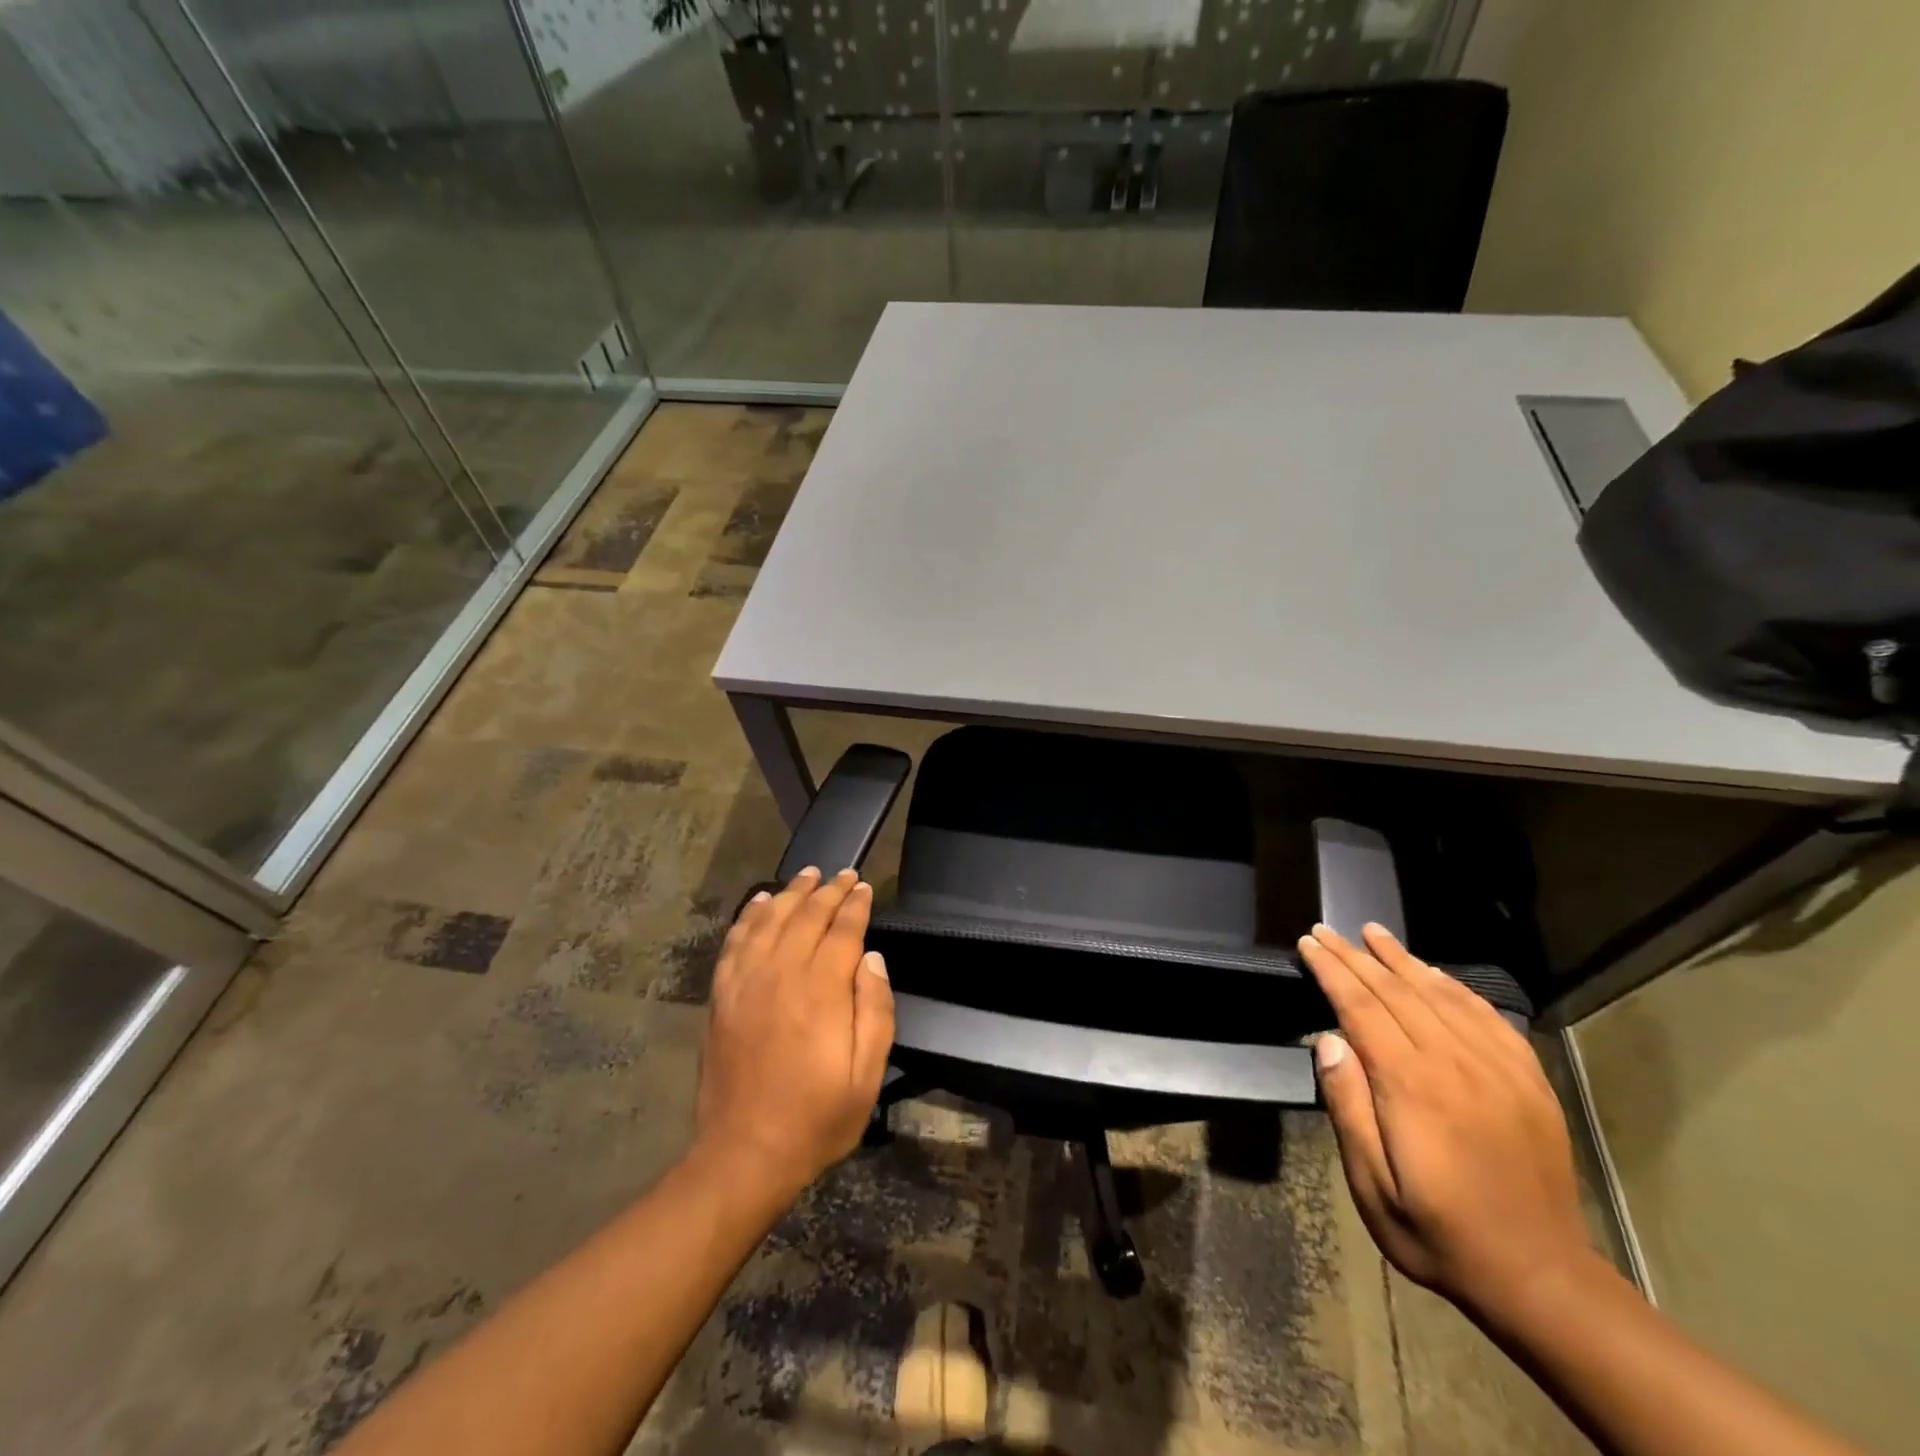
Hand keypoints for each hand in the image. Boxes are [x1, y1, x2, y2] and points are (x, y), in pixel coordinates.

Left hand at [695, 867, 895, 1199]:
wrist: (744, 1153)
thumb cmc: (816, 1117)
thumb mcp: (866, 1075)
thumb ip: (875, 1010)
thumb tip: (872, 958)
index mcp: (821, 991)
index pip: (842, 930)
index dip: (855, 905)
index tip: (864, 888)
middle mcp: (782, 974)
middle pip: (807, 916)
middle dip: (829, 891)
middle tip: (843, 874)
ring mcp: (746, 982)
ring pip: (770, 920)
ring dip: (791, 893)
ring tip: (808, 875)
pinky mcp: (722, 995)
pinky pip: (736, 941)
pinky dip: (750, 916)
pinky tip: (761, 902)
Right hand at [1296, 922, 1594, 1319]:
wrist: (1540, 1277)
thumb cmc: (1439, 1233)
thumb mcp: (1372, 1185)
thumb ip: (1349, 1107)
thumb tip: (1328, 1040)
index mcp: (1413, 1086)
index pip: (1362, 1007)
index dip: (1332, 971)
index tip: (1308, 943)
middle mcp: (1456, 1063)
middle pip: (1397, 991)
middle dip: (1356, 956)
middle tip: (1327, 930)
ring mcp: (1499, 1068)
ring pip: (1442, 994)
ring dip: (1403, 960)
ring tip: (1374, 933)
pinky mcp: (1529, 1080)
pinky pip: (1488, 1017)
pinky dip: (1455, 987)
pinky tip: (1435, 974)